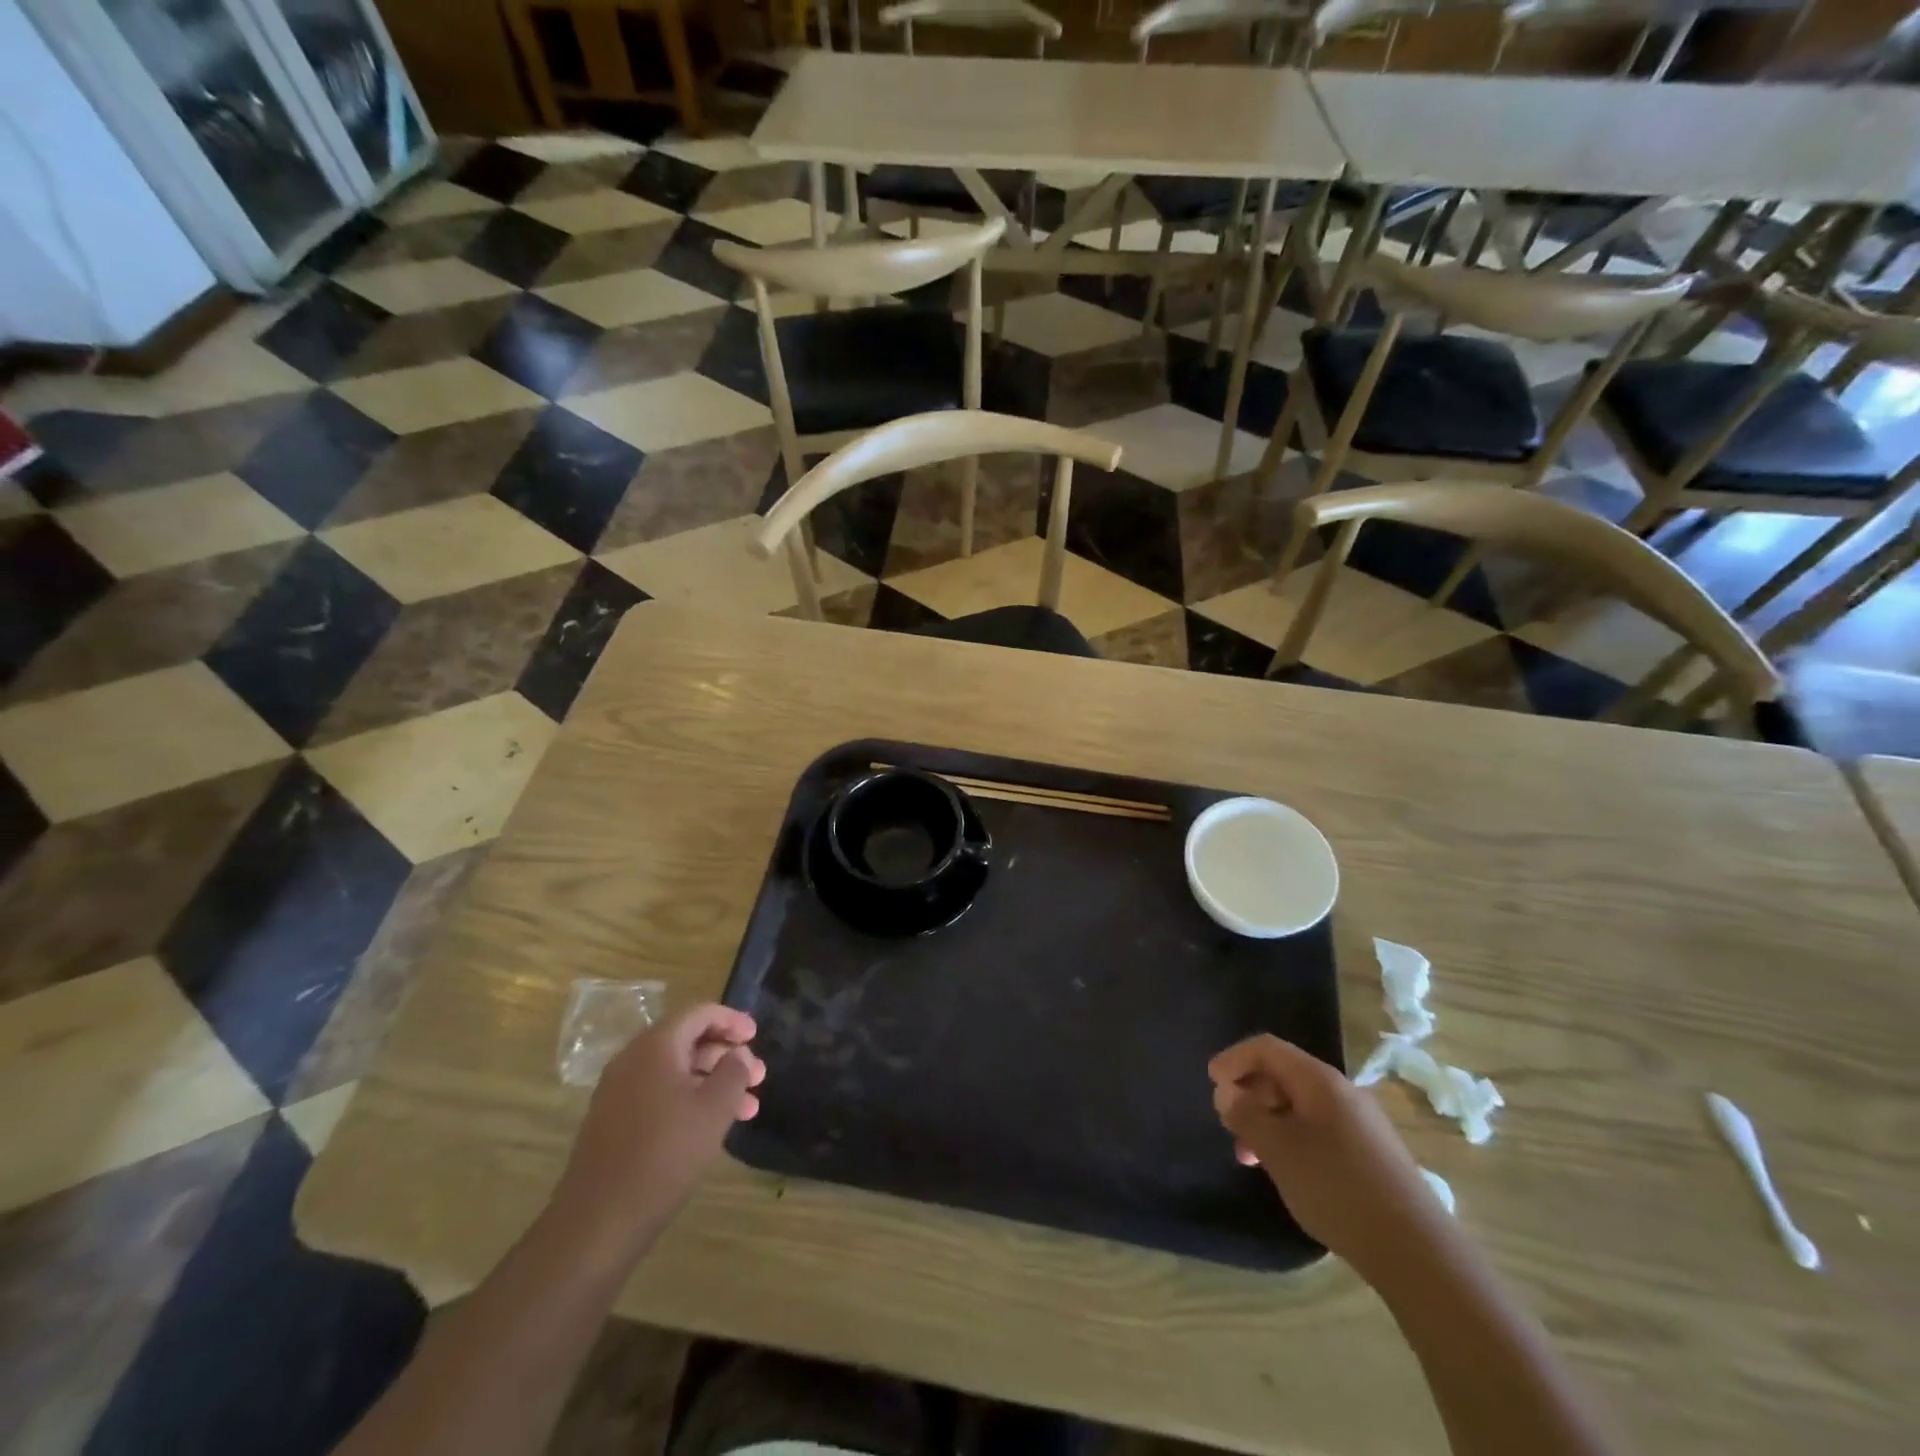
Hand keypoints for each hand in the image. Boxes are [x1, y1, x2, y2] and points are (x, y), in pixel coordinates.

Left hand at [551, 1004, 765, 1265]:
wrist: (598, 1221)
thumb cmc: (665, 1154)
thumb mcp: (714, 1109)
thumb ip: (734, 1071)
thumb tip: (738, 1054)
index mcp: (655, 1046)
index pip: (699, 1014)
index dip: (732, 1020)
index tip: (757, 1036)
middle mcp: (632, 1060)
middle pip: (688, 1041)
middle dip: (726, 1056)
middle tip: (758, 1076)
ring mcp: (619, 1092)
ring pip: (676, 1072)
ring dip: (713, 1082)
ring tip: (748, 1108)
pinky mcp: (614, 1122)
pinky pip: (659, 1095)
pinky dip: (690, 1100)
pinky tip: (713, 1126)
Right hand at [1209, 1034, 1447, 1276]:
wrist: (1416, 1251)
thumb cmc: (1336, 1188)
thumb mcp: (1278, 1150)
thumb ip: (1246, 1115)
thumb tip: (1227, 1092)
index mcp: (1319, 1080)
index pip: (1267, 1048)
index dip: (1234, 1059)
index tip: (1211, 1083)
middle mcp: (1342, 1092)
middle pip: (1283, 1075)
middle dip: (1250, 1095)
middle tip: (1229, 1127)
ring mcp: (1361, 1123)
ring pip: (1299, 1106)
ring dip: (1268, 1122)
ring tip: (1251, 1158)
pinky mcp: (1371, 1153)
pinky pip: (1319, 1129)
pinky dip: (1292, 1139)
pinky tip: (1286, 1172)